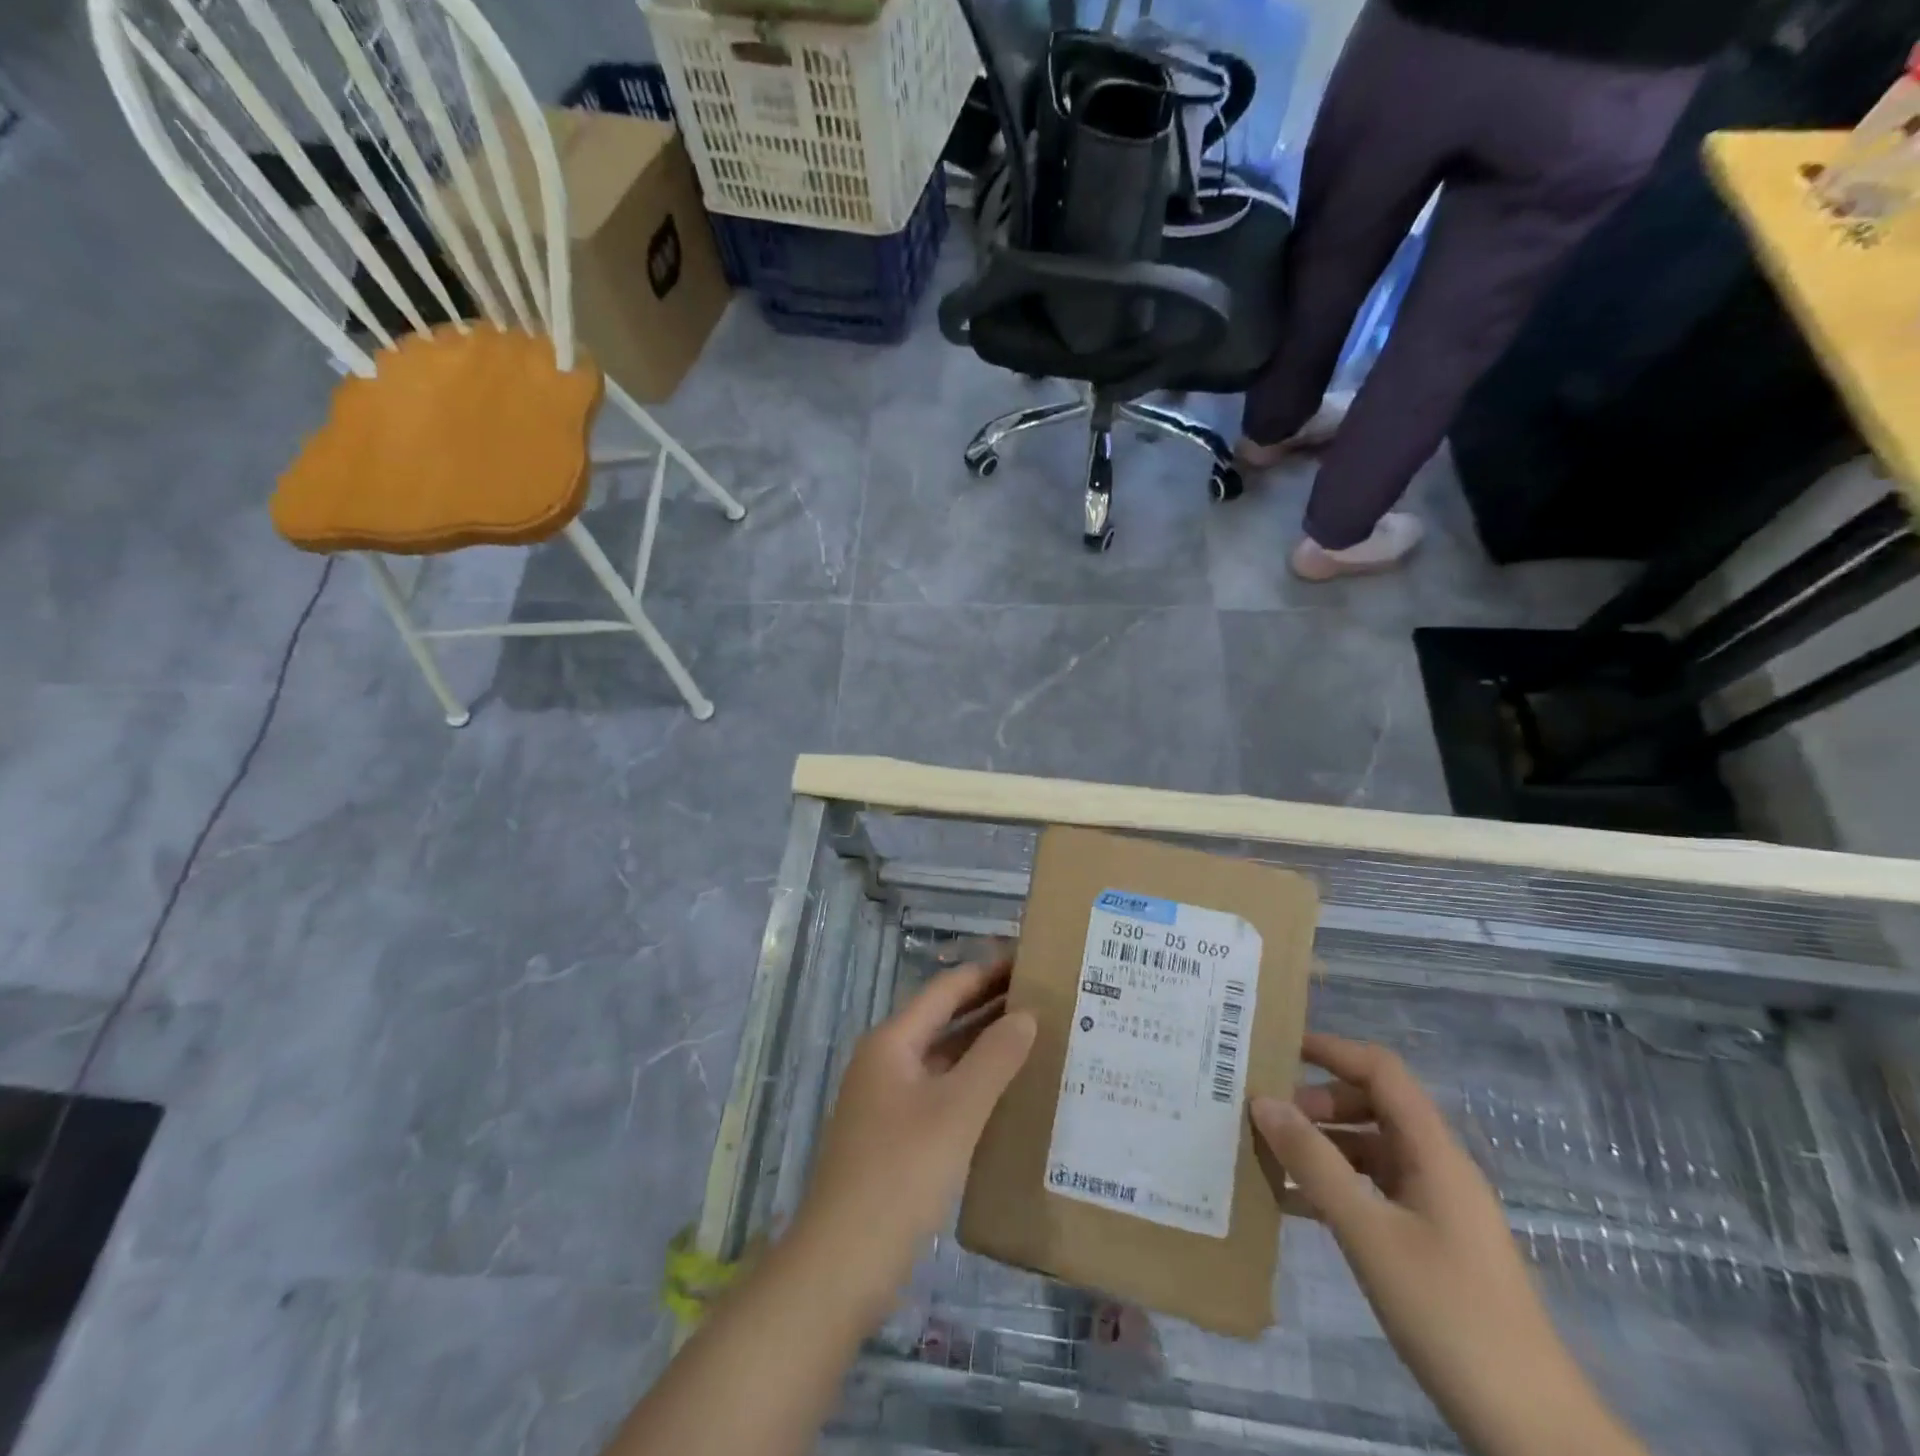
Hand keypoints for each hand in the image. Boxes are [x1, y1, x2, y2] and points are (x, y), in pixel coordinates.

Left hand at [791, 957, 1036, 1321]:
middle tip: (1043, 996)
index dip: (987, 971)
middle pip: (943, 1020)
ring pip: (943, 1059)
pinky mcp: (895, 1138)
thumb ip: (994, 1058)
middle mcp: (886, 1062)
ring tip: (1036, 1037)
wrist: (840, 1265)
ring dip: (983, 1046)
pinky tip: (1007, 1094)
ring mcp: (887, 1102)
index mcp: (892, 1042)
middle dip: (989, 1005)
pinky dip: (973, 1084)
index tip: (1029, 958)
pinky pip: (941, 1093)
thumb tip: (1027, 1014)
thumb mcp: (956, 1111)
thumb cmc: (899, 1174)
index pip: (946, 990)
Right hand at [1252, 1034, 1643, 1455]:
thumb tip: (1263, 1100)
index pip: (1382, 1072)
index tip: (1278, 1048)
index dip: (1333, 1050)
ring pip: (1371, 1150)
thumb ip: (1314, 1163)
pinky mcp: (1432, 1243)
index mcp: (1434, 1153)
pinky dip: (1335, 1186)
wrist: (1532, 1428)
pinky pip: (1374, 1191)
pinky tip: (1294, 1206)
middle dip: (1319, 1102)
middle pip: (1374, 1106)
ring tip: (1269, 1157)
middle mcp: (1438, 1168)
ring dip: (1322, 1146)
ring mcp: (1437, 1207)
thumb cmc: (1449, 1314)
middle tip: (1268, 1118)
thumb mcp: (1369, 1233)